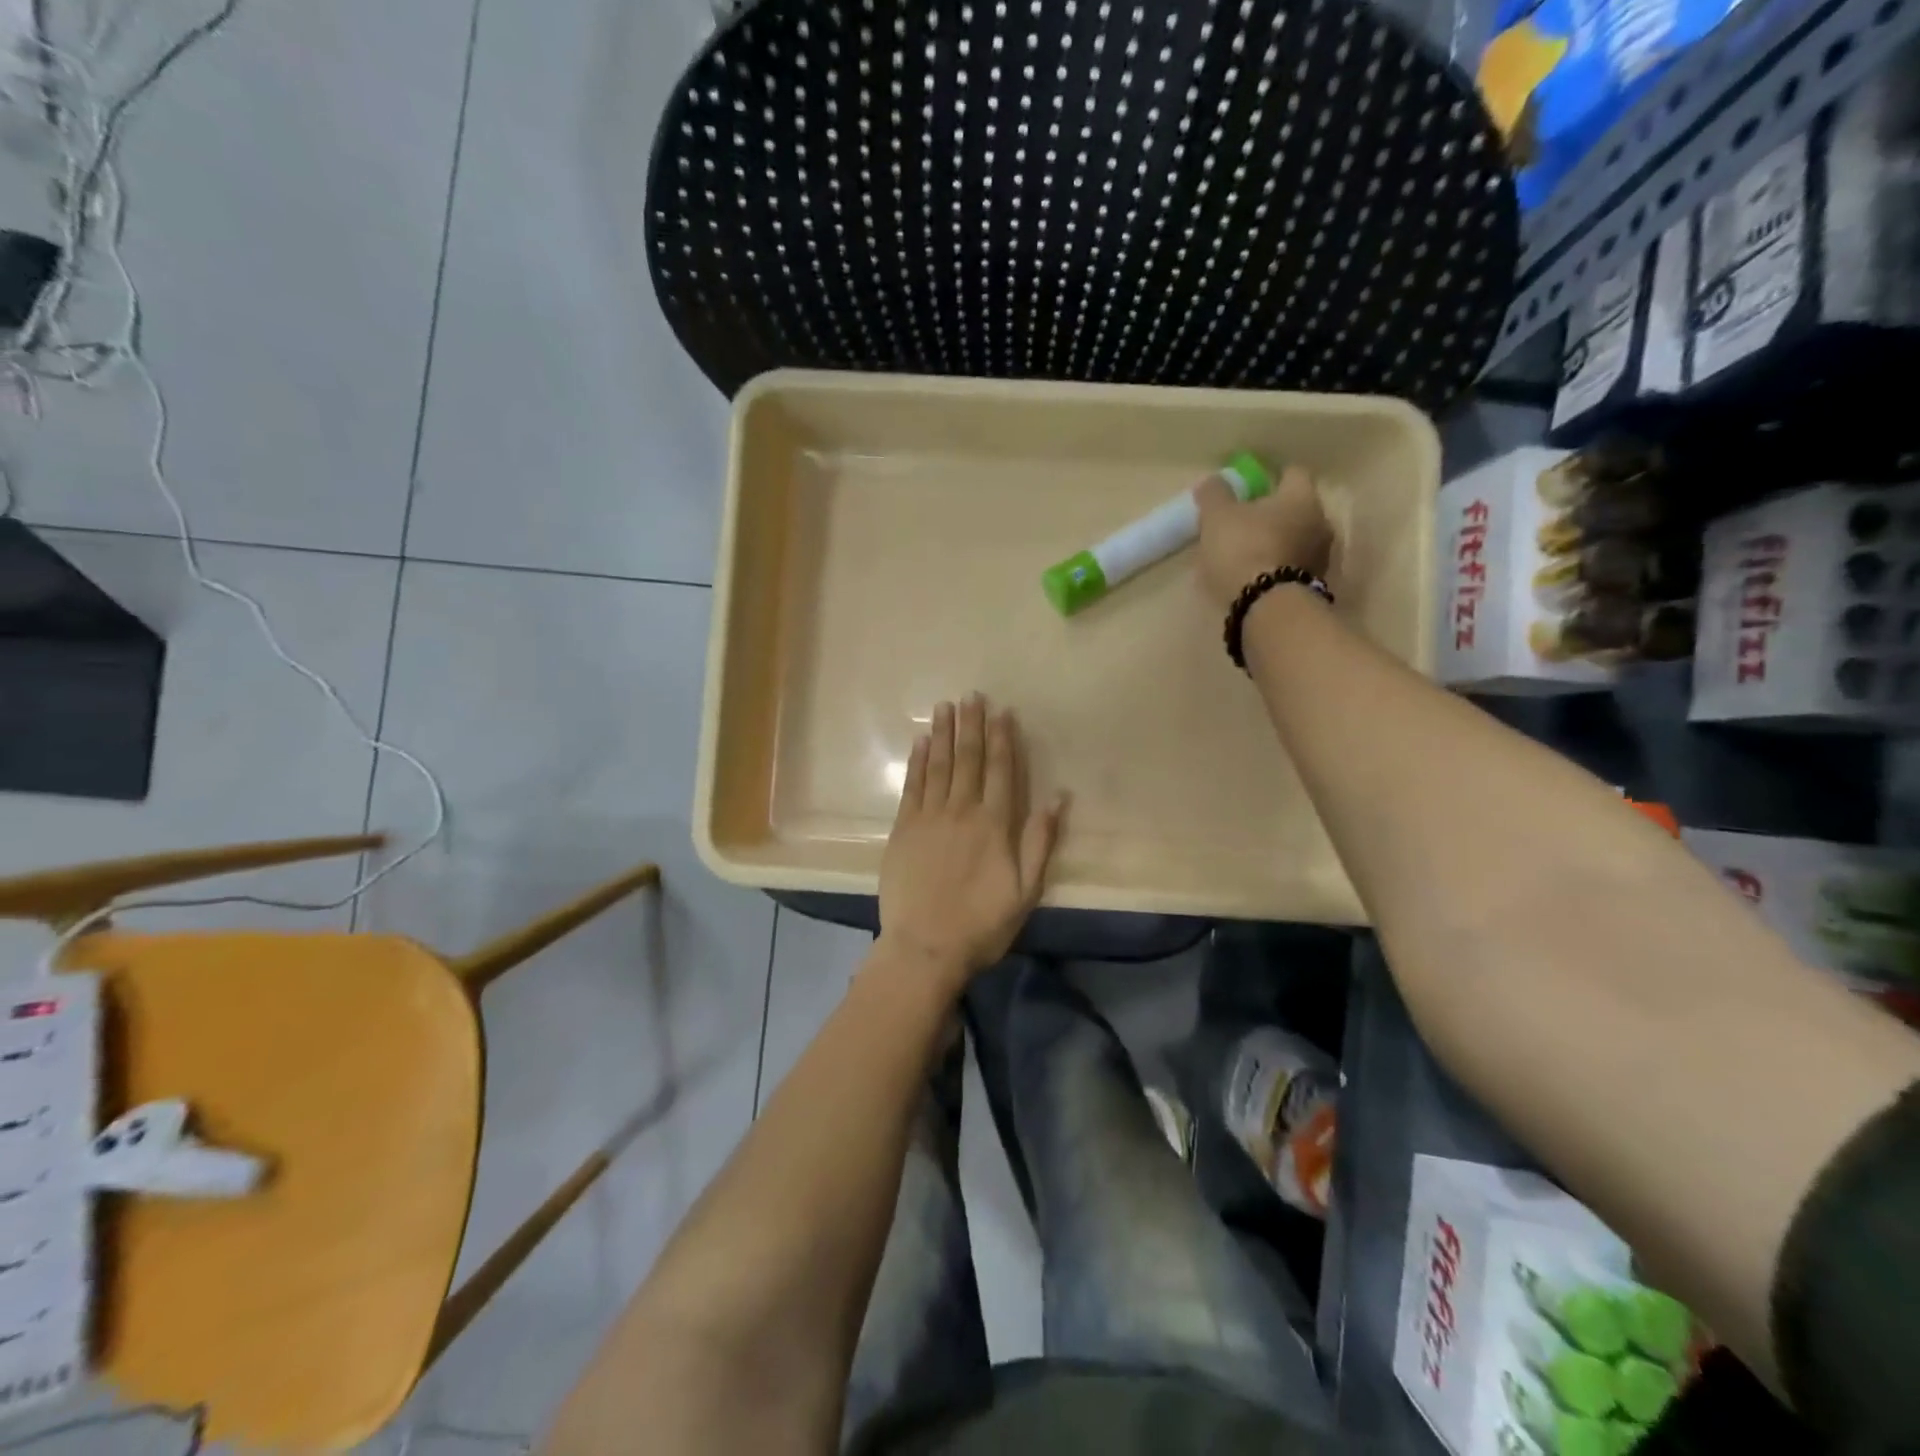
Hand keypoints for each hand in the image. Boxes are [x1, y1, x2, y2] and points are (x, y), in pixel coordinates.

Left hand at [879, 694, 1067, 988]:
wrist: (924, 947)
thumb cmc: (982, 923)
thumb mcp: (1025, 890)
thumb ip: (1040, 842)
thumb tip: (1057, 798)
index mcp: (994, 825)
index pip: (1000, 771)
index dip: (1002, 739)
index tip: (1003, 712)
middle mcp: (961, 811)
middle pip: (967, 759)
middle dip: (971, 725)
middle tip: (972, 695)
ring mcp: (928, 818)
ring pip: (938, 766)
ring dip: (943, 734)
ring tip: (946, 706)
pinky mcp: (903, 829)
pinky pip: (912, 786)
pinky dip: (918, 762)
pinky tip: (921, 742)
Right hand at [1194, 465, 1333, 610]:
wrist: (1267, 607)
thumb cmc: (1244, 550)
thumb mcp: (1217, 517)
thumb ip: (1215, 494)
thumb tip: (1213, 480)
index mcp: (1301, 496)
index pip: (1291, 473)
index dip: (1268, 478)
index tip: (1247, 489)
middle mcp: (1320, 520)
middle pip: (1296, 508)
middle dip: (1273, 513)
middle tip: (1243, 523)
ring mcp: (1321, 556)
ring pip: (1297, 538)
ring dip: (1277, 542)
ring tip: (1247, 554)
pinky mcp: (1314, 585)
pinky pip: (1294, 566)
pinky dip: (1278, 566)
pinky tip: (1256, 577)